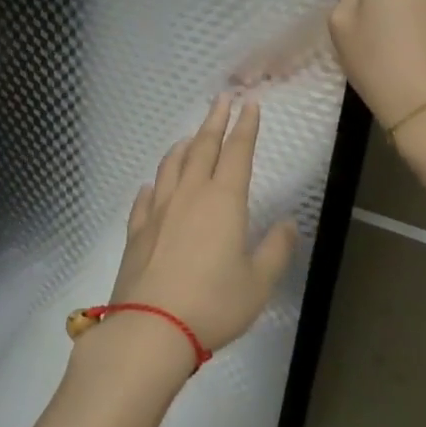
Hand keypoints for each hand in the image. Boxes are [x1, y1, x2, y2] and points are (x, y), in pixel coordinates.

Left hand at [101, 94, 297, 363]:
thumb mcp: (258, 283)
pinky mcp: (137, 230)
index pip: (237, 152)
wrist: (152, 327)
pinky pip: (145, 197)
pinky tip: (153, 185)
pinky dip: (154, 184)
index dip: (245, 127)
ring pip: (171, 166)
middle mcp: (189, 194)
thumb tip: (288, 223)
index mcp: (224, 201)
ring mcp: (158, 210)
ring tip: (190, 137)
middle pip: (203, 148)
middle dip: (214, 121)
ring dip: (183, 146)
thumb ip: (276, 249)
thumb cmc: (213, 304)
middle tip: (221, 100)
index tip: (250, 104)